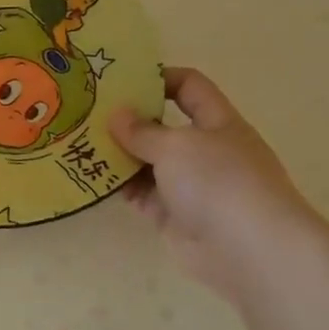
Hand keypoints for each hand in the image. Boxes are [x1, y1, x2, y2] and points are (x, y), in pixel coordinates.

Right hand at [110, 68, 325, 299]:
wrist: (250, 251)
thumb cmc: (219, 182)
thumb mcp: (177, 145)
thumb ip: (142, 131)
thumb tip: (117, 115)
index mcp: (218, 123)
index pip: (190, 88)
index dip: (159, 78)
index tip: (121, 80)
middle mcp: (205, 151)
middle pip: (162, 127)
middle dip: (128, 120)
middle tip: (87, 113)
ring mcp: (189, 186)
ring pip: (147, 162)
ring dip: (117, 155)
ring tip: (78, 144)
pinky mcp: (173, 216)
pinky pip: (140, 194)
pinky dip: (118, 187)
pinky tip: (89, 178)